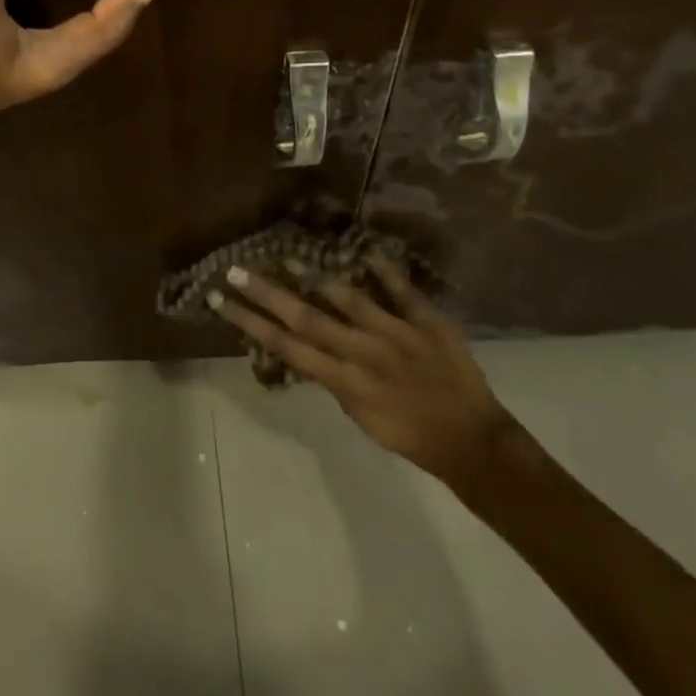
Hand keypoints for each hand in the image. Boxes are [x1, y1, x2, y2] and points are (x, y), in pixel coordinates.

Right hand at [209, 252, 515, 485]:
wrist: (474, 445)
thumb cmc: (412, 437)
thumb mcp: (362, 417)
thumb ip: (335, 379)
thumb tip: (307, 346)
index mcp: (345, 381)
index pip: (286, 346)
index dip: (250, 323)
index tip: (221, 301)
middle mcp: (363, 353)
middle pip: (306, 318)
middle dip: (266, 293)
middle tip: (235, 270)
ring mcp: (395, 333)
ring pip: (348, 298)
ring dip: (315, 276)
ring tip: (286, 255)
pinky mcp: (426, 321)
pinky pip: (402, 290)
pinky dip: (384, 270)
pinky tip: (364, 250)